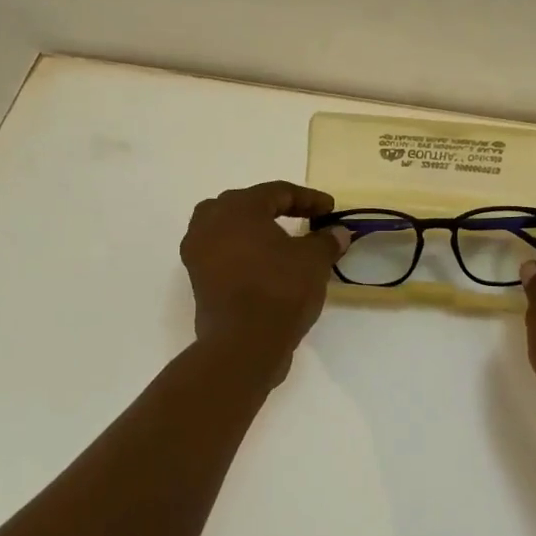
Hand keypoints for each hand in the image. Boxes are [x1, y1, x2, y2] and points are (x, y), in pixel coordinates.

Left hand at [181, 182, 349, 367]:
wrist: (244, 343)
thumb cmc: (280, 290)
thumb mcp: (313, 261)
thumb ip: (326, 241)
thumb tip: (338, 233)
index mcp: (238, 207)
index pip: (277, 192)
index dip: (308, 199)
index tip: (330, 210)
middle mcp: (210, 222)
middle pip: (246, 204)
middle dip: (276, 209)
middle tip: (302, 218)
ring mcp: (198, 251)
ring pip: (228, 228)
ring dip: (254, 230)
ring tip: (280, 241)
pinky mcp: (197, 279)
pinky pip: (222, 253)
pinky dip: (243, 253)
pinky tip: (265, 265)